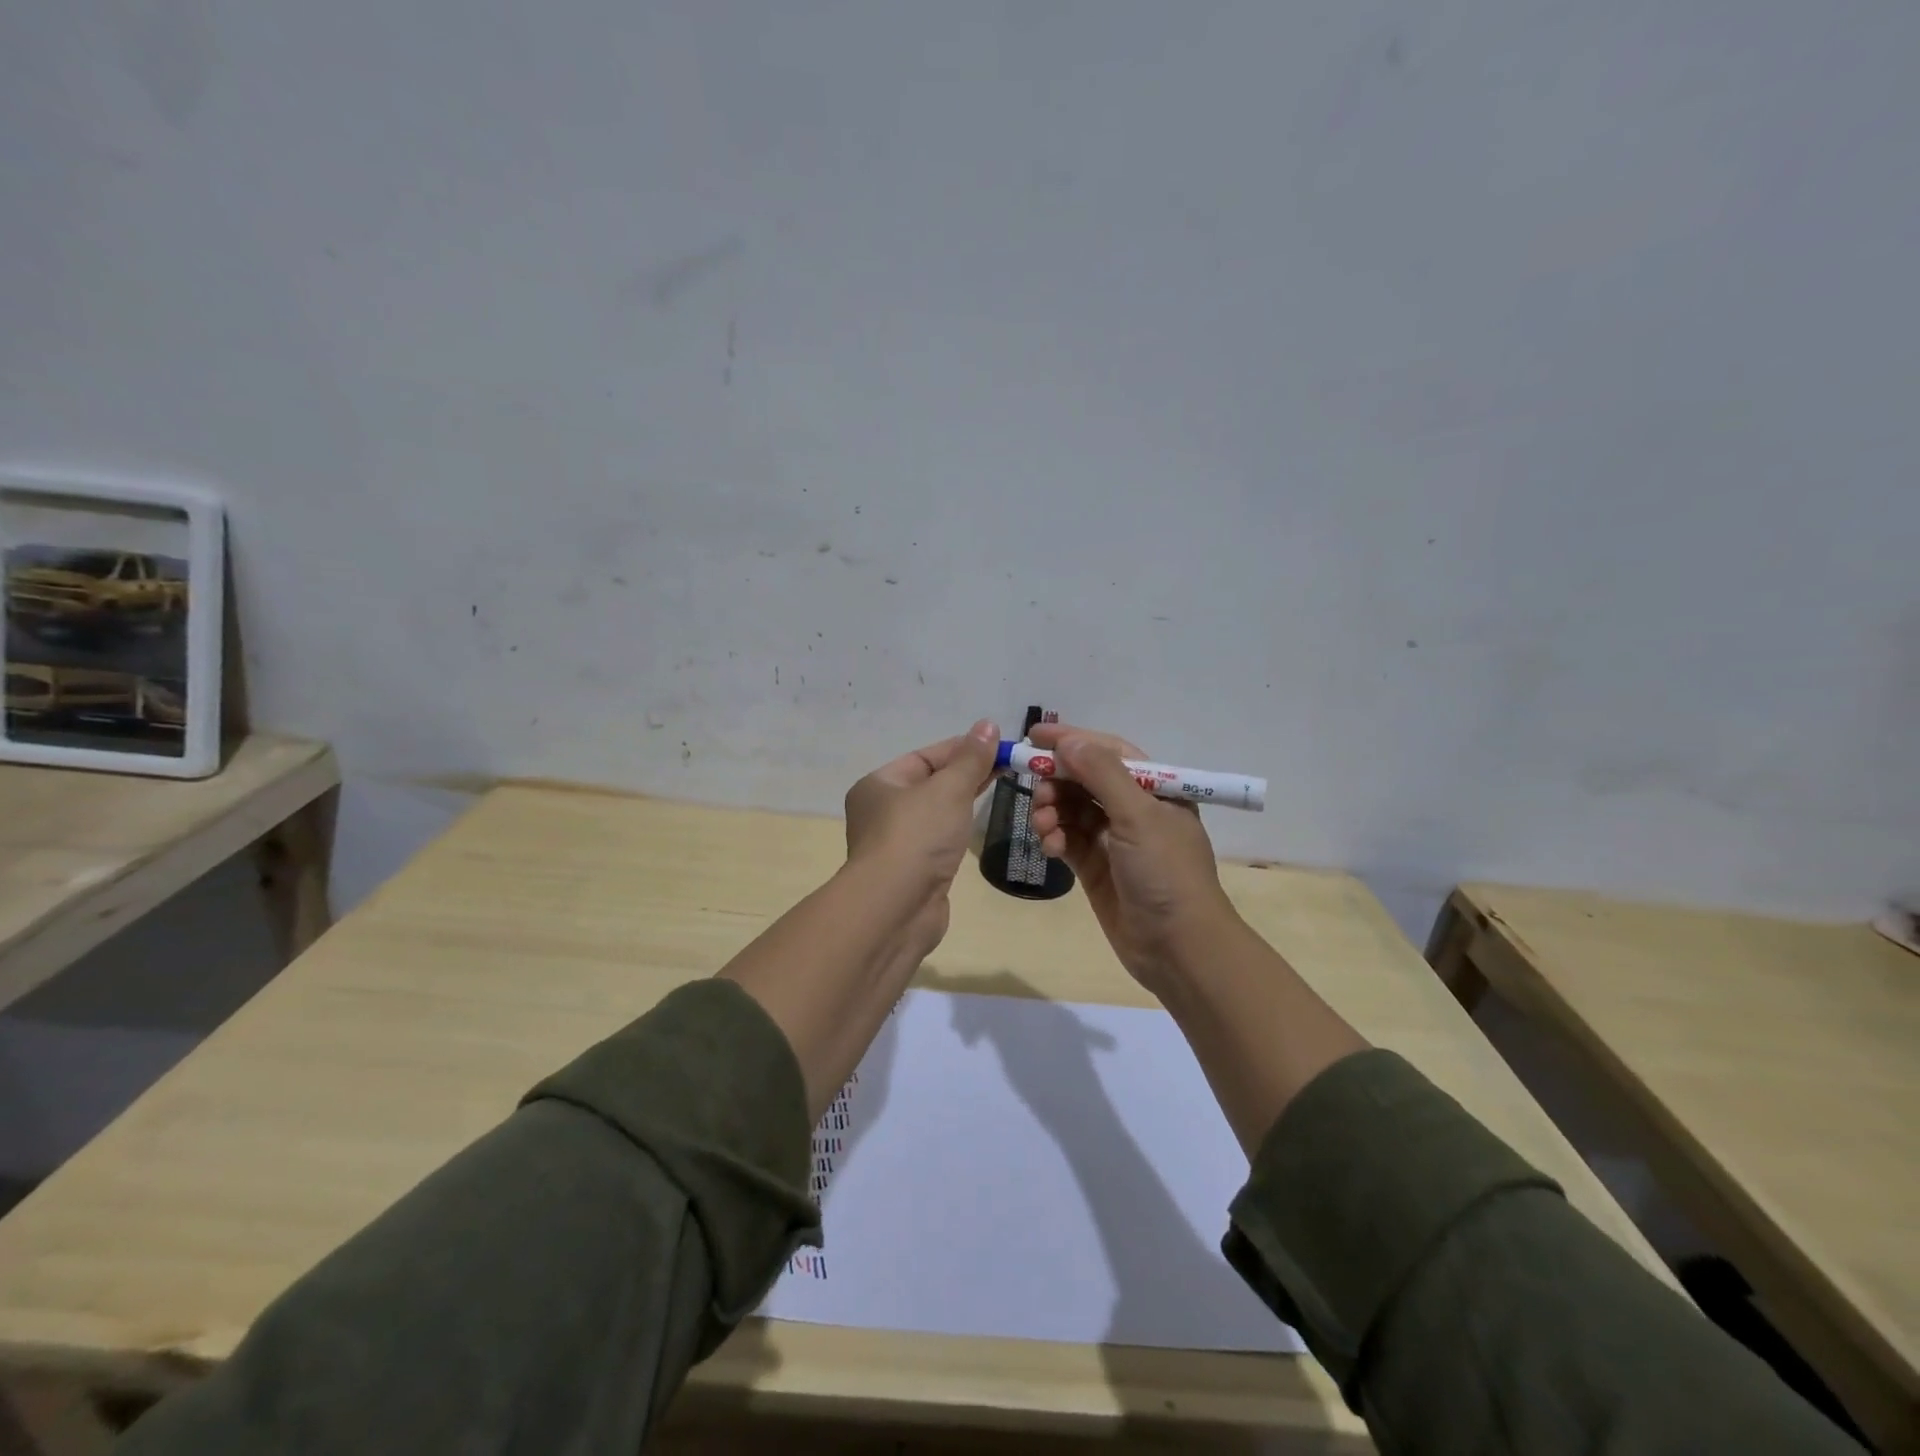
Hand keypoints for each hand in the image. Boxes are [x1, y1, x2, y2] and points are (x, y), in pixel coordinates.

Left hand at [843, 719, 1000, 951]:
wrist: (896, 908)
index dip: (962, 748)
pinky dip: (957, 829)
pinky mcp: (913, 871)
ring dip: (963, 801)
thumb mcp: (948, 789)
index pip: (925, 757)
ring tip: (1001, 788)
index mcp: (879, 785)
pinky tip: (976, 825)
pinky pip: (938, 839)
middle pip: (930, 783)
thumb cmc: (917, 836)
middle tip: (1008, 765)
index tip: (998, 745)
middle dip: (967, 773)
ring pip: (935, 813)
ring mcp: (896, 844)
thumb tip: (988, 725)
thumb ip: (971, 759)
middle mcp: (881, 811)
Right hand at [1027, 723, 1238, 991]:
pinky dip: (1055, 839)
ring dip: (1052, 811)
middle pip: (1084, 779)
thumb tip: (1069, 740)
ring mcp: (1113, 839)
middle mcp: (1133, 809)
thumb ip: (1102, 775)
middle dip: (1057, 780)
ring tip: (1043, 826)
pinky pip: (1068, 839)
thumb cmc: (1166, 872)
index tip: (1033, 735)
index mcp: (1154, 789)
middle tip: (1035, 789)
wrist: (1178, 947)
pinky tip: (1051, 848)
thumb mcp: (1138, 816)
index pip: (1108, 751)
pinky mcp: (1096, 867)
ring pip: (1071, 809)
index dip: (1072, 740)